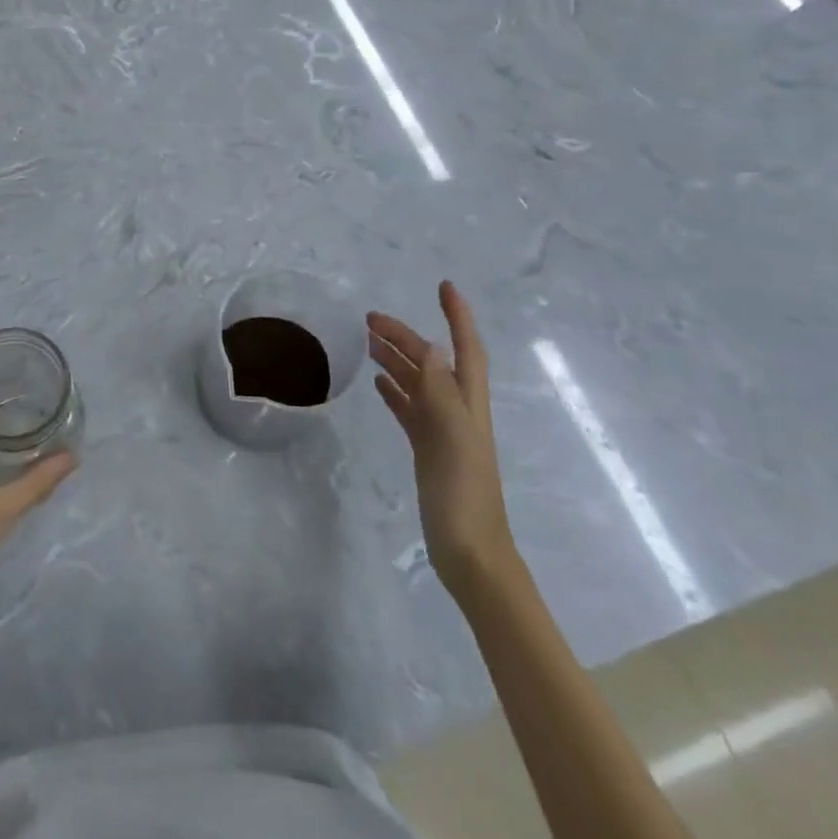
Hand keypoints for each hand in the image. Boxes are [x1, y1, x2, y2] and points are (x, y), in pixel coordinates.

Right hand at [369, 282, 514, 596]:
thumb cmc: (463, 493)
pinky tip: (377, 384)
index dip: (457, 317)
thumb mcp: (452, 438)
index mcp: (467, 402)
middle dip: (406, 336)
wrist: (470, 551)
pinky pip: (408, 409)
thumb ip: (440, 392)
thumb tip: (430, 347)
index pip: (465, 348)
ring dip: (396, 359)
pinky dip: (394, 391)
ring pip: (417, 382)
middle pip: (432, 361)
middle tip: (370, 319)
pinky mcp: (427, 450)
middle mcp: (456, 409)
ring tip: (367, 342)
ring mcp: (441, 430)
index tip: (444, 287)